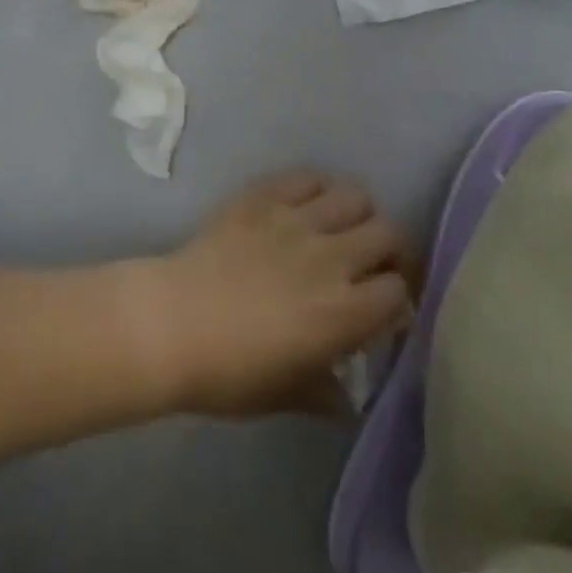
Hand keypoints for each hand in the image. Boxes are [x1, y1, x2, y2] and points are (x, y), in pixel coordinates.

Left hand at [137, 172, 412, 416]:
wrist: (173, 322)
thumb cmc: (230, 372)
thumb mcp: (286, 395)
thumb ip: (327, 392)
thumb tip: (349, 395)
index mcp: (343, 312)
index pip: (398, 290)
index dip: (397, 298)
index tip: (385, 307)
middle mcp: (331, 257)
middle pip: (389, 233)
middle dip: (390, 249)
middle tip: (373, 263)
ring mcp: (298, 219)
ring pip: (355, 195)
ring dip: (358, 213)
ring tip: (342, 227)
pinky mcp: (265, 196)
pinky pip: (307, 177)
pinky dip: (316, 188)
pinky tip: (305, 204)